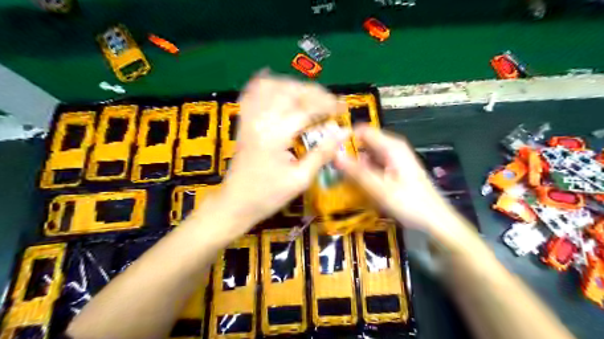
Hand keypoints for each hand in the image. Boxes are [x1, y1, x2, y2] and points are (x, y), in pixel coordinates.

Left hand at [212, 71, 346, 230]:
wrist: (235, 203)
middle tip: (329, 103)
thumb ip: (322, 153)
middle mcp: (260, 119)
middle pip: (289, 91)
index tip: (343, 109)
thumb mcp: (300, 179)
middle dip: (314, 93)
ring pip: (271, 86)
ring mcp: (248, 118)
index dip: (328, 105)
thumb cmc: (268, 196)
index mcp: (276, 134)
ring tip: (309, 97)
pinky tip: (276, 83)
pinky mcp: (243, 122)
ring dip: (293, 86)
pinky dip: (265, 84)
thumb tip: (343, 132)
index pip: (306, 108)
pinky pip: (251, 93)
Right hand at [338, 126, 459, 239]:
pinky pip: (373, 166)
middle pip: (364, 143)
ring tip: (337, 177)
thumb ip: (355, 171)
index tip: (328, 150)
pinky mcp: (393, 172)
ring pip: (367, 156)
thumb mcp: (379, 188)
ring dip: (354, 165)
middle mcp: (392, 148)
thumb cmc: (410, 204)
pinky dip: (363, 173)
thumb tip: (333, 154)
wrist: (435, 223)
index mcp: (391, 146)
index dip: (345, 137)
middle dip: (348, 153)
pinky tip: (354, 184)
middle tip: (330, 167)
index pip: (362, 131)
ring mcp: (393, 160)